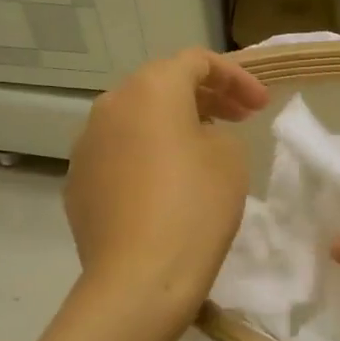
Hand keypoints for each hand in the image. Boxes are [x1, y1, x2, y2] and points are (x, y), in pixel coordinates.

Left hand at [64, 49, 267, 326]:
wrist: (140, 278)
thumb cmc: (195, 208)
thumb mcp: (230, 158)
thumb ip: (219, 131)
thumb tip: (195, 138)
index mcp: (149, 90)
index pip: (196, 62)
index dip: (236, 77)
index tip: (261, 106)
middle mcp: (109, 107)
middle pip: (160, 87)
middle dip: (204, 98)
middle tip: (238, 119)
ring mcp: (86, 147)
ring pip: (135, 122)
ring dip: (171, 127)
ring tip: (202, 152)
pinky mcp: (78, 185)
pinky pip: (119, 157)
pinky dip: (146, 159)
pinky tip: (166, 189)